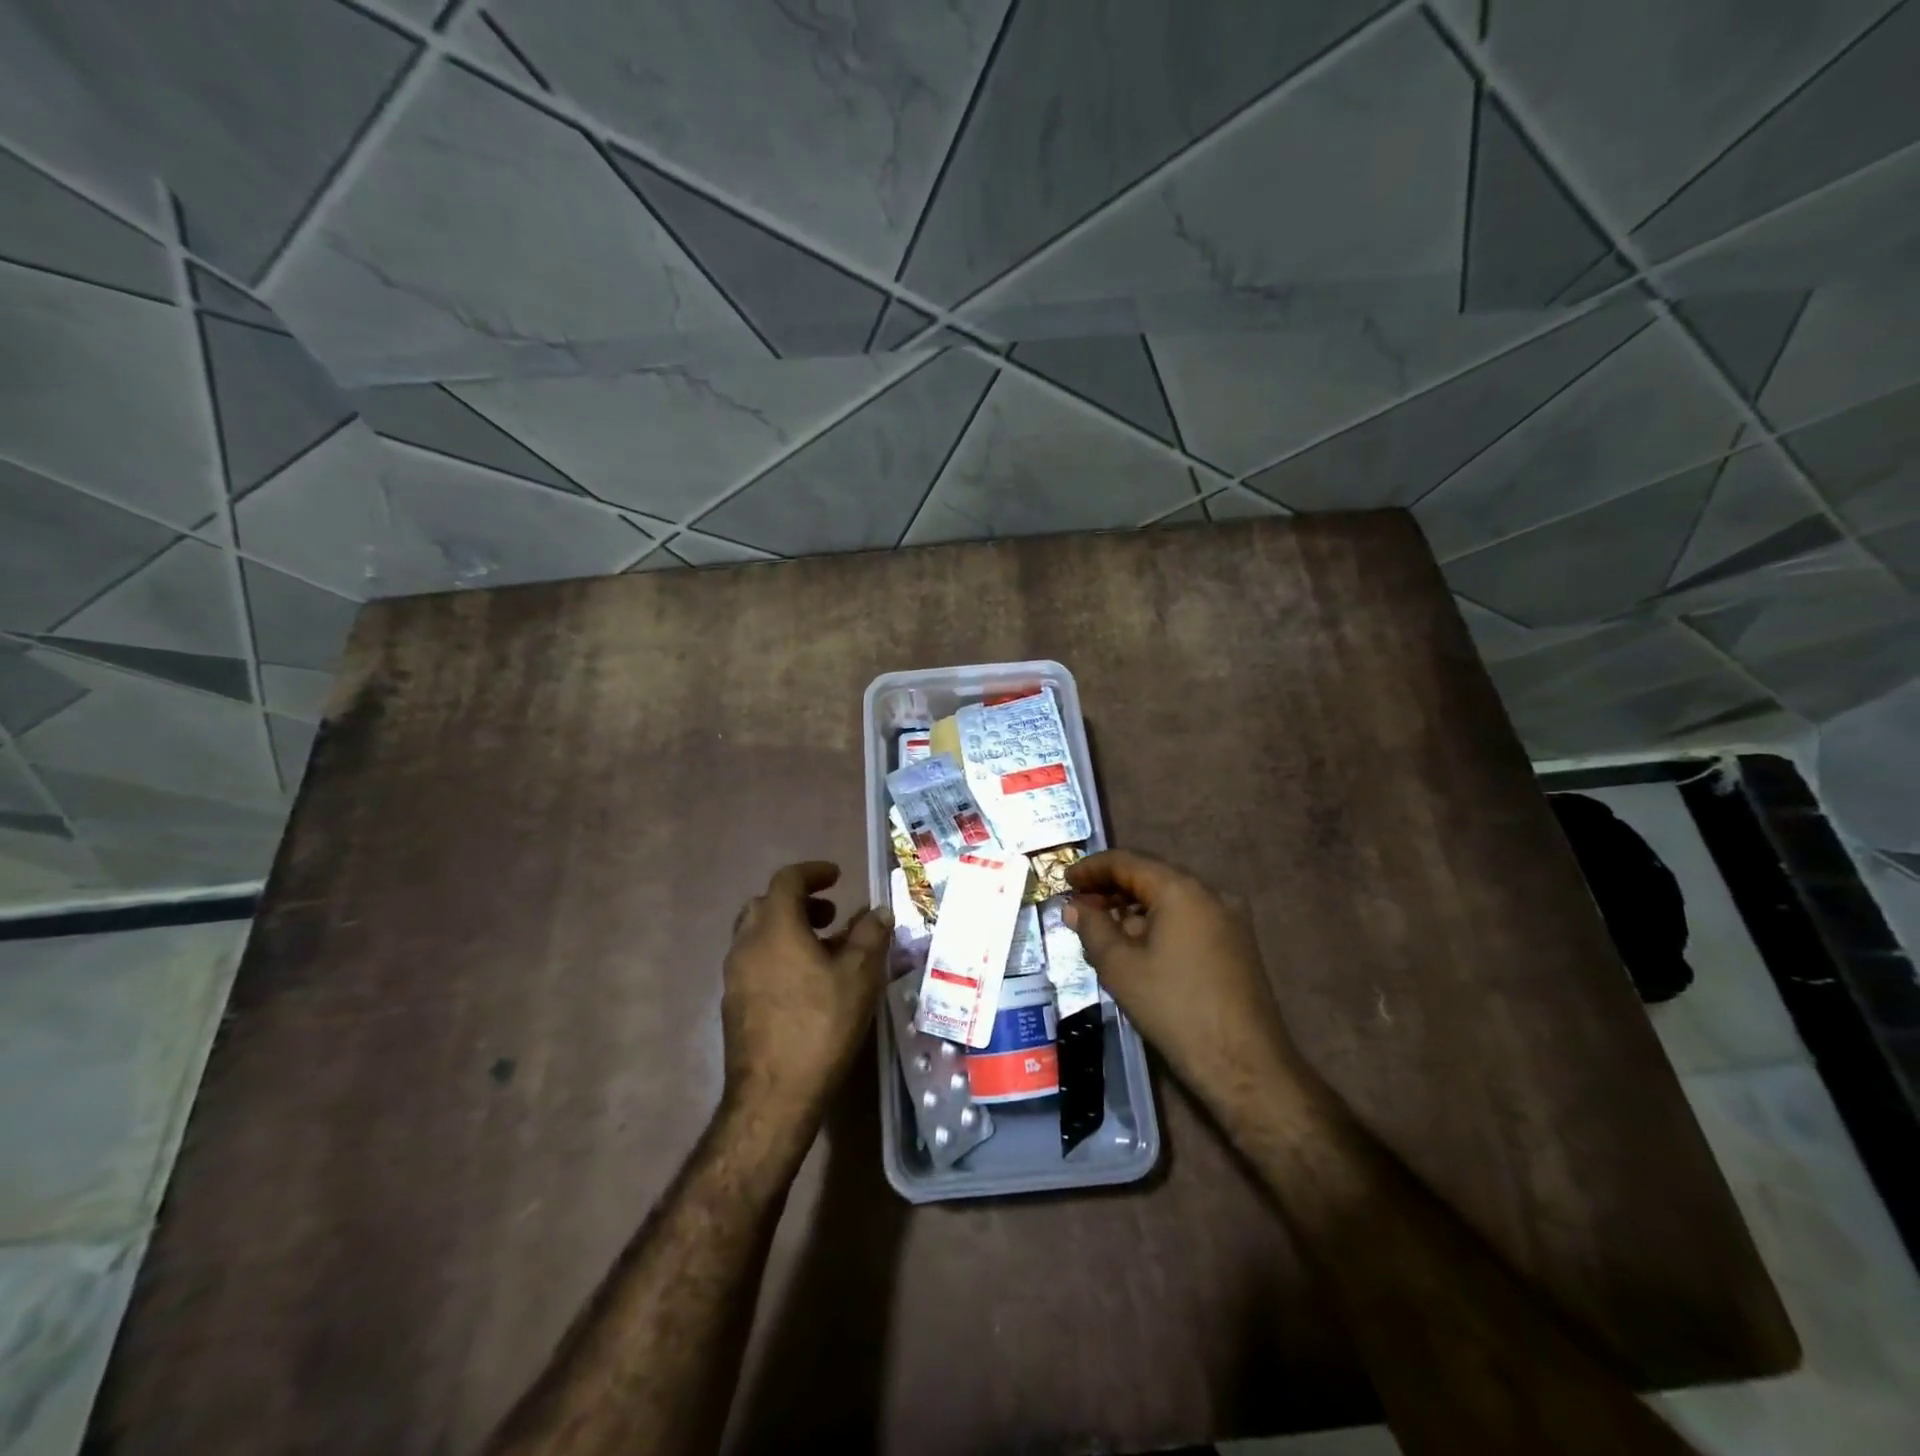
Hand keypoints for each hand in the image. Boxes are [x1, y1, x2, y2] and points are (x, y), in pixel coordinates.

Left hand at [722, 861, 891, 1113]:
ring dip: (789, 930)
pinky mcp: (733, 1005)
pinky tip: (806, 984)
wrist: (773, 1096)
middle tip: (831, 915)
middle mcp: (747, 944)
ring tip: (824, 950)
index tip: (837, 876)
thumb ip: (870, 936)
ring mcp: (734, 976)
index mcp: (775, 928)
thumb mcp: (859, 977)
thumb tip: (878, 911)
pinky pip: (755, 962)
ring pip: (758, 935)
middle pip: (767, 905)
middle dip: (800, 902)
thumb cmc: (821, 1026)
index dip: (813, 872)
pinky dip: (779, 956)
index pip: (787, 880)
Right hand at [1066, 850, 1299, 1108]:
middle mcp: (1210, 893)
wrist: (1245, 1065)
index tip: (1064, 880)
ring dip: (1133, 908)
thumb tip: (1075, 906)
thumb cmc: (1175, 1008)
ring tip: (1102, 928)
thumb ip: (1092, 928)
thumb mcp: (1120, 967)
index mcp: (1181, 889)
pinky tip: (1137, 946)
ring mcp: (1229, 919)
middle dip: (1111, 888)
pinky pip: (1188, 919)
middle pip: (1151, 877)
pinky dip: (1158, 923)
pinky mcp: (1237, 944)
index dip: (1091, 868)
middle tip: (1078, 906)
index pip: (1128, 862)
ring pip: (1171, 899)